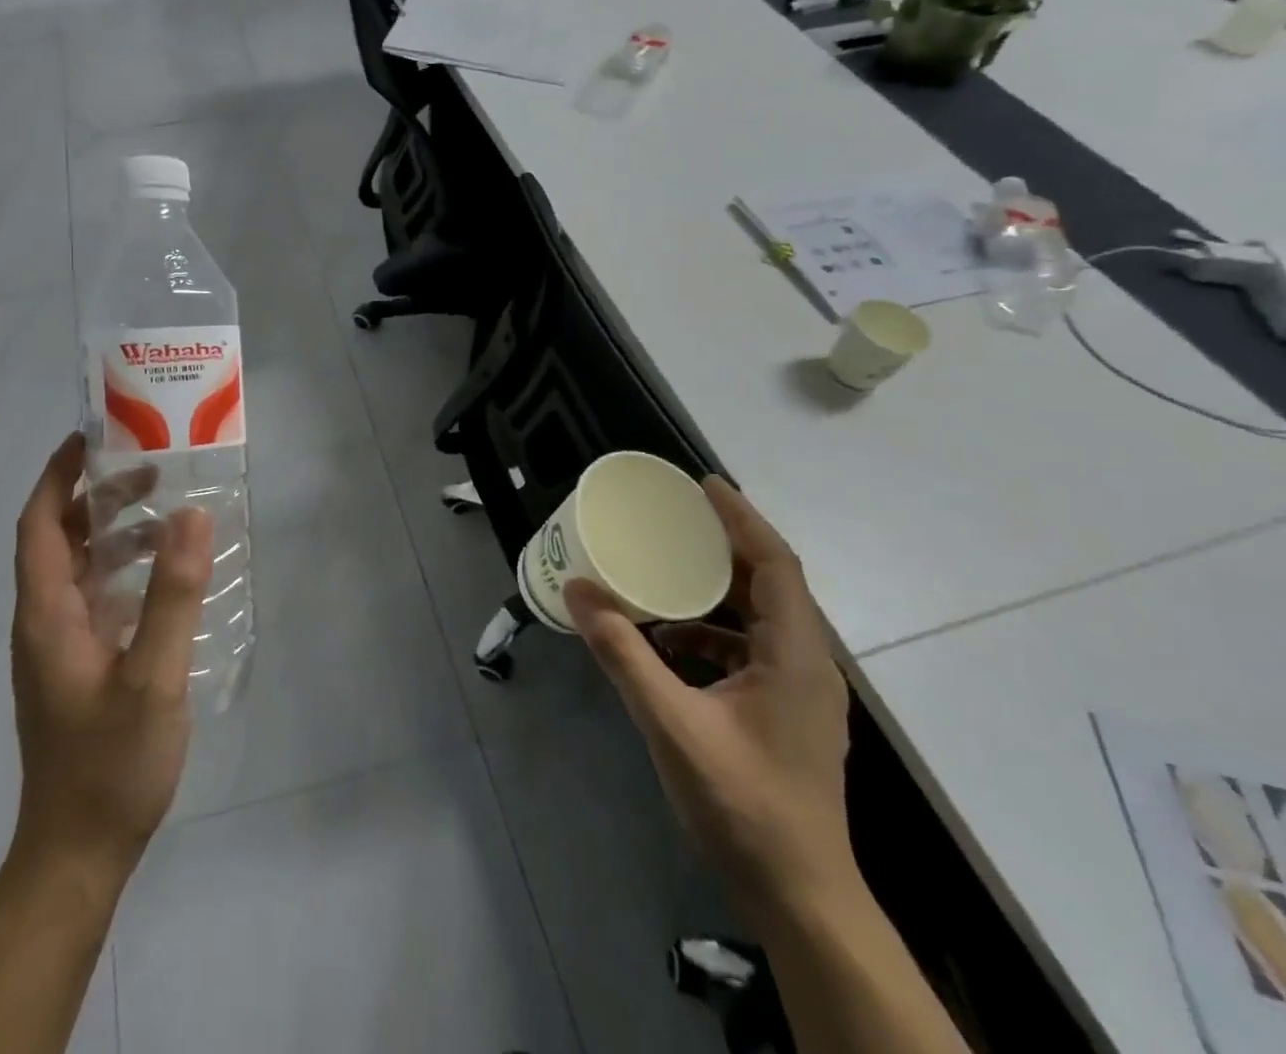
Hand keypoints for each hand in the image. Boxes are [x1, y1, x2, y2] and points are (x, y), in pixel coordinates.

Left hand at [9, 433, 213, 879]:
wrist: (77, 854)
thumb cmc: (110, 765)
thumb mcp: (152, 678)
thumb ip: (173, 596)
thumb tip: (191, 517)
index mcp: (48, 614)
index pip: (38, 524)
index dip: (57, 476)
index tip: (92, 438)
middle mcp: (45, 621)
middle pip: (58, 539)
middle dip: (95, 496)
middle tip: (149, 469)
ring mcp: (60, 646)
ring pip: (80, 568)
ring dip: (113, 533)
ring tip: (166, 513)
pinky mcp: (78, 666)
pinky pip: (97, 598)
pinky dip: (124, 572)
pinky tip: (165, 577)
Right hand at [565, 477, 854, 920]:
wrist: (800, 899)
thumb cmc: (743, 803)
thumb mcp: (671, 722)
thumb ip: (623, 652)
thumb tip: (578, 590)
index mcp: (793, 655)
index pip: (776, 564)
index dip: (742, 519)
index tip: (702, 485)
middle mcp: (806, 665)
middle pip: (770, 585)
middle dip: (724, 546)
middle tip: (675, 518)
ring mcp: (800, 694)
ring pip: (760, 619)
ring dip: (716, 591)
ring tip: (666, 571)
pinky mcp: (787, 715)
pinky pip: (750, 651)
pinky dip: (711, 633)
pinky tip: (669, 643)